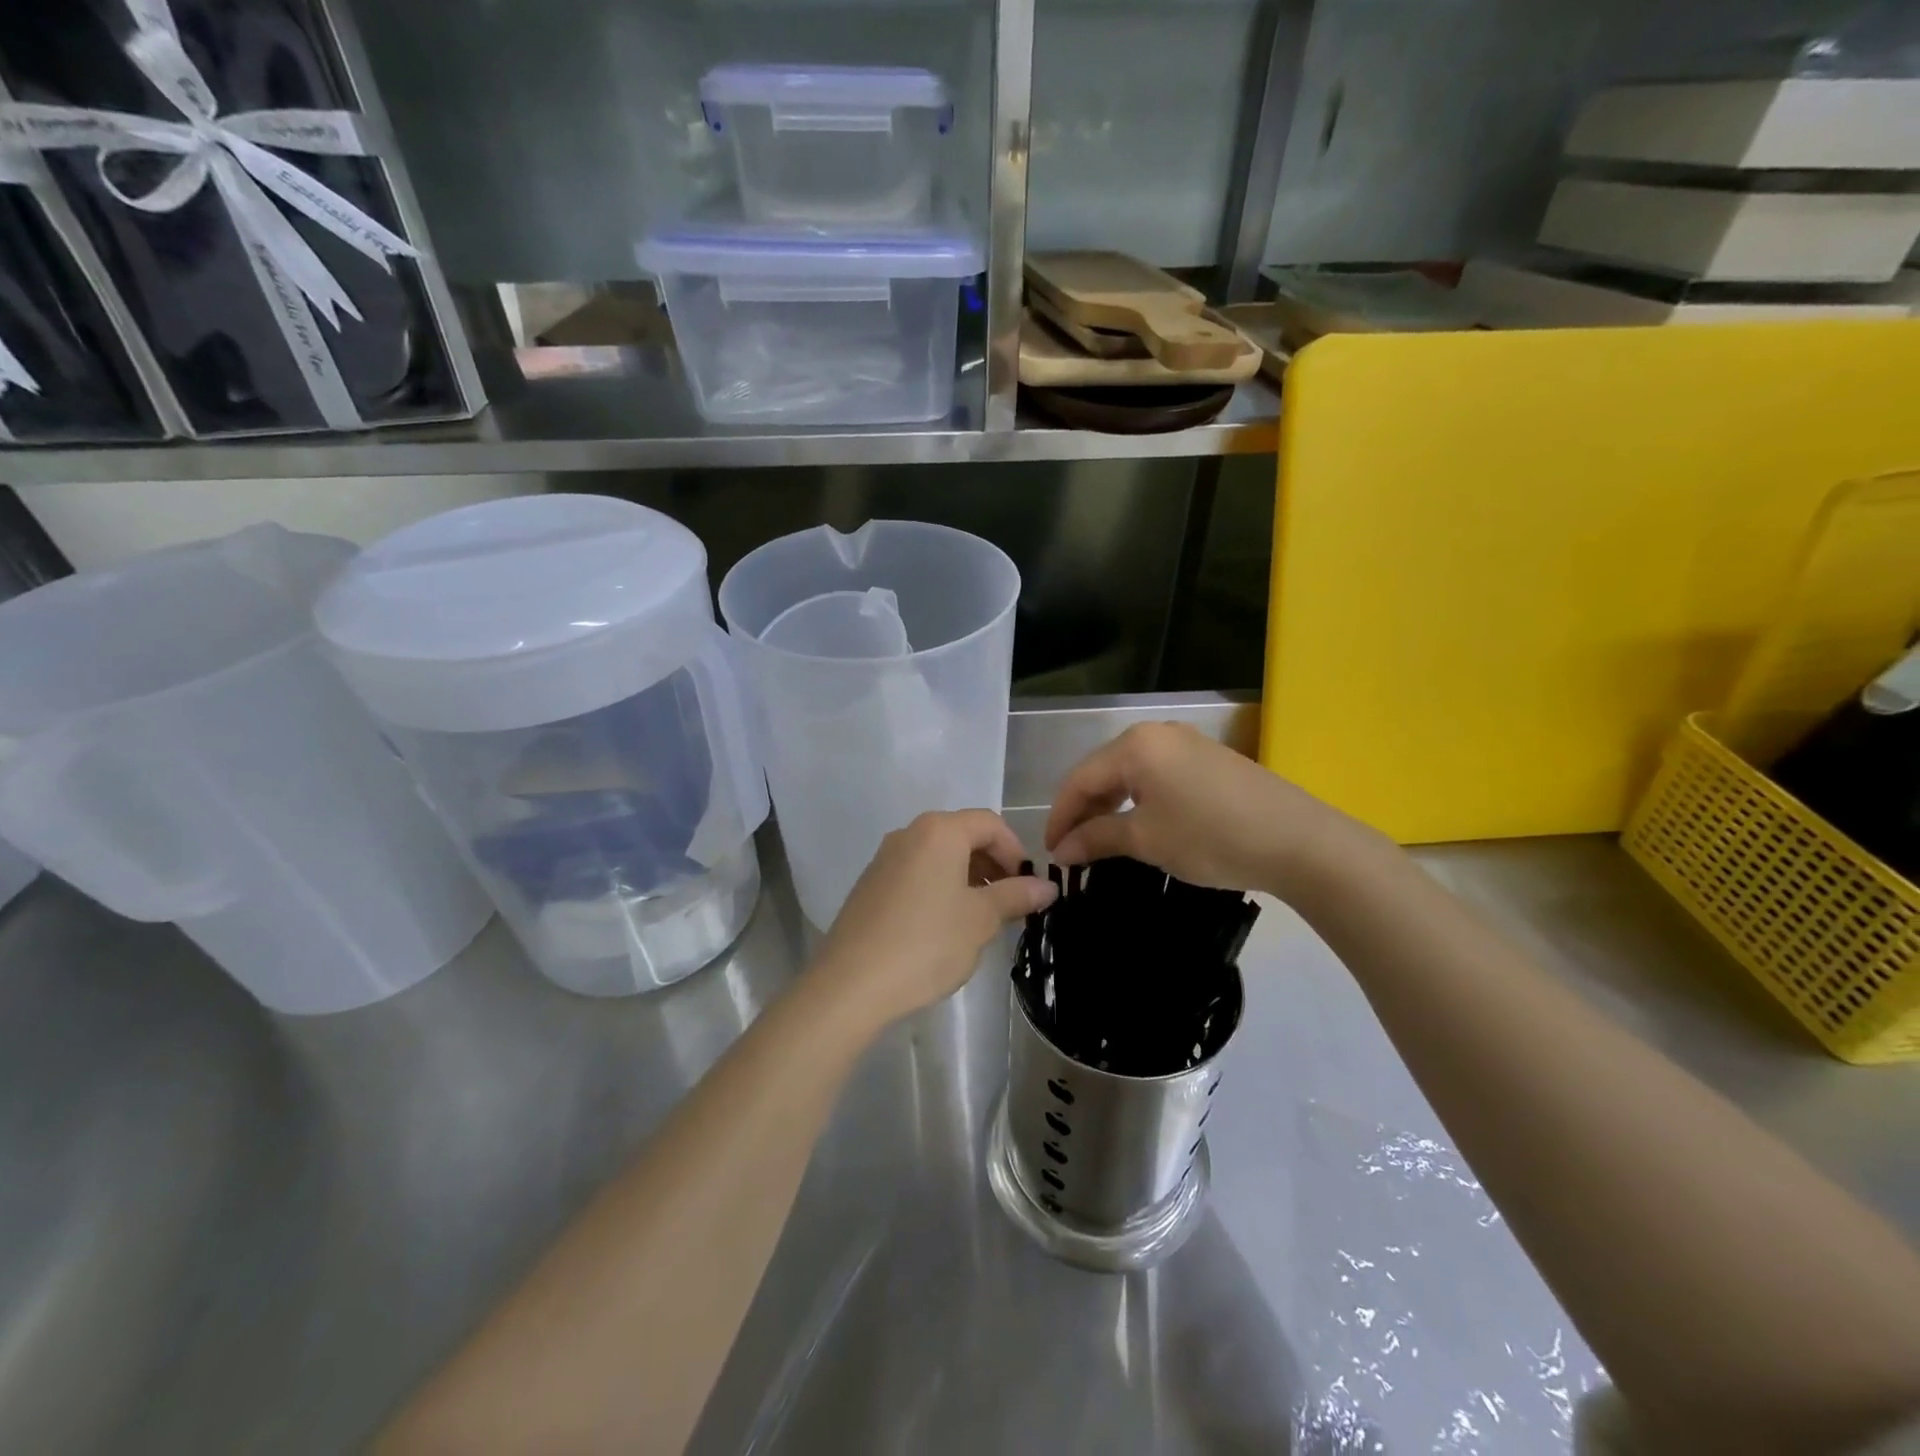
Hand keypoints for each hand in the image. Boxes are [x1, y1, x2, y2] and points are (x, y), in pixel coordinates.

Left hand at [809, 810, 1056, 1034]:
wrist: (851, 983)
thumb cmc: (926, 943)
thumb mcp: (980, 920)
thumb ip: (1016, 896)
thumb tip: (1047, 886)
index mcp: (939, 831)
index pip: (990, 823)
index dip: (1015, 851)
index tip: (1027, 887)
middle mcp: (909, 833)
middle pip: (963, 835)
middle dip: (992, 864)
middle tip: (1009, 905)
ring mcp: (885, 858)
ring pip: (939, 856)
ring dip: (967, 878)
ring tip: (980, 920)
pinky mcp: (870, 884)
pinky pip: (916, 873)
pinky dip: (939, 888)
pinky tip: (943, 928)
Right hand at [1044, 722, 1364, 895]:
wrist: (1299, 841)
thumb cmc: (1211, 838)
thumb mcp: (1147, 840)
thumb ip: (1097, 838)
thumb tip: (1061, 850)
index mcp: (1135, 745)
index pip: (1079, 779)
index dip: (1060, 817)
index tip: (1050, 853)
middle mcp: (1156, 733)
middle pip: (1103, 771)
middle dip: (1084, 811)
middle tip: (1073, 851)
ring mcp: (1186, 743)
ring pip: (1130, 773)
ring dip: (1110, 807)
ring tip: (1101, 842)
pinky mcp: (1208, 759)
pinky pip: (1157, 776)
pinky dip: (1138, 801)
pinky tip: (1139, 826)